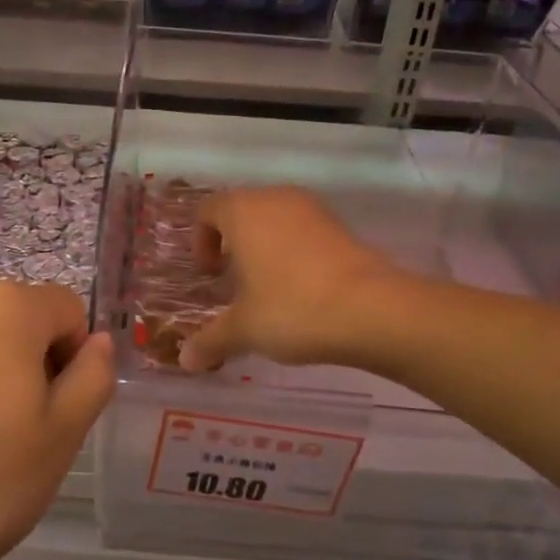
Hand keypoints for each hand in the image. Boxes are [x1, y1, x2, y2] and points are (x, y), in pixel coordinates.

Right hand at [180, 187, 405, 371]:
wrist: (373, 309)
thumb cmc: (292, 308)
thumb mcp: (244, 330)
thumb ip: (211, 340)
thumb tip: (186, 361)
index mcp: (243, 211)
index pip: (208, 210)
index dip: (201, 241)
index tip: (211, 276)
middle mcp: (276, 199)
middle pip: (243, 211)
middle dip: (233, 244)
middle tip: (235, 283)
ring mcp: (314, 209)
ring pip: (276, 219)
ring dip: (266, 247)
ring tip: (269, 288)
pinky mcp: (342, 226)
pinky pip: (304, 231)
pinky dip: (295, 252)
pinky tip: (303, 290)